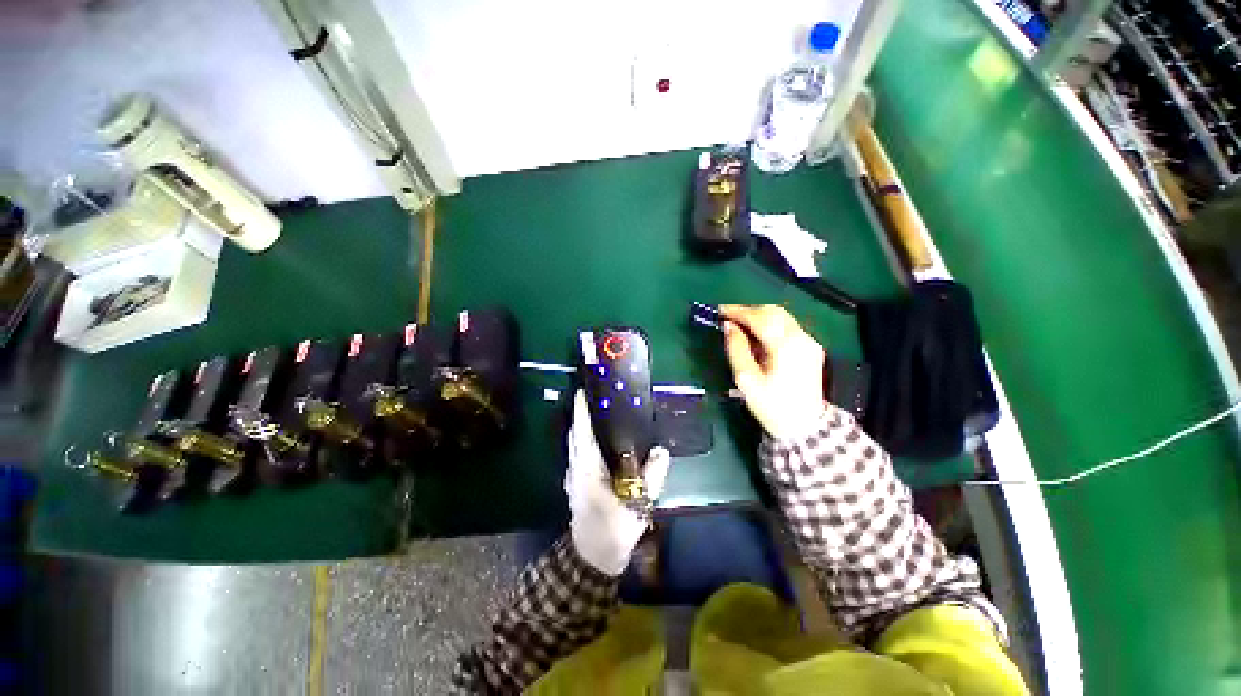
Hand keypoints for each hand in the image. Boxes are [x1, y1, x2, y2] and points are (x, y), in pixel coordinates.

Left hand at [566, 391, 670, 575]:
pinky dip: (584, 441)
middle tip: (597, 399)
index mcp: (587, 469)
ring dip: (581, 427)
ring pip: (574, 444)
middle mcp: (576, 468)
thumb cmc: (613, 530)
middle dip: (581, 415)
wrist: (592, 558)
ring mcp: (573, 477)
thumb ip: (651, 476)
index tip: (583, 391)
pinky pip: (578, 454)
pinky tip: (600, 441)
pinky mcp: (575, 484)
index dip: (581, 411)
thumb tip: (661, 451)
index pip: (582, 432)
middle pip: (575, 435)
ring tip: (599, 415)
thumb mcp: (637, 505)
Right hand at [720, 304, 827, 440]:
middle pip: (773, 312)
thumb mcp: (746, 380)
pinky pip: (787, 327)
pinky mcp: (810, 348)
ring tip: (738, 325)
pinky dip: (769, 325)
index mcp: (785, 346)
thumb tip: (728, 326)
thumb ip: (736, 349)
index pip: (760, 318)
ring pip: (781, 317)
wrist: (804, 427)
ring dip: (758, 317)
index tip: (720, 311)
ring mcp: (809, 342)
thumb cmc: (771, 406)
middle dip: (748, 311)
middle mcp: (801, 338)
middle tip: (727, 317)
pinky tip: (756, 336)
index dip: (738, 311)